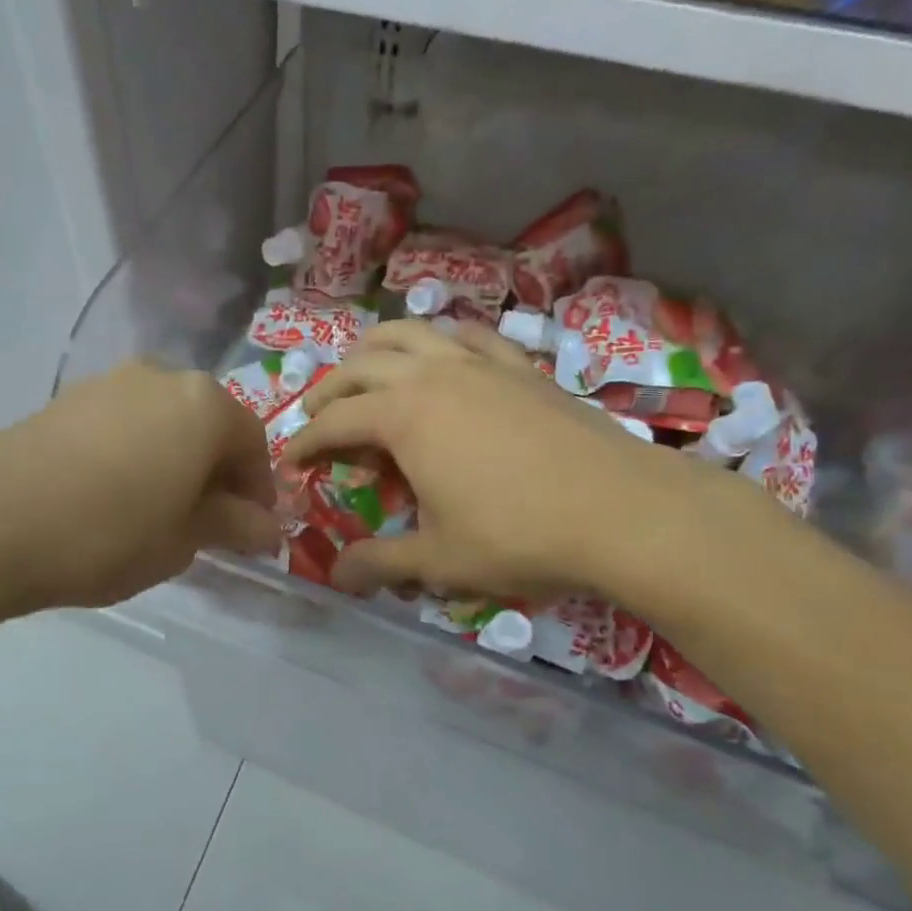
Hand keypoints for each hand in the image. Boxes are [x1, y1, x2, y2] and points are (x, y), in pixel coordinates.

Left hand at [0, 361, 278, 637]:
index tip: (251, 531)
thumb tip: (268, 526)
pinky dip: (137, 452)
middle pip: (209, 424)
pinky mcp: (68, 398)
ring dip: (177, 460)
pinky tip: (116, 494)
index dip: (258, 490)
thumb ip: (232, 525)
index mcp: (204, 404)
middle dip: (217, 472)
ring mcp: (110, 382)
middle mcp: (163, 377)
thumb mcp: (182, 540)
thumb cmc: (106, 534)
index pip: (252, 444)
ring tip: (160, 511)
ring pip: (166, 421)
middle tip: (207, 523)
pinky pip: (125, 422)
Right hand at [282, 321, 760, 619]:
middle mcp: (432, 374)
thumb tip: (335, 576)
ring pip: (411, 334)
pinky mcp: (519, 367)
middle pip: (361, 367)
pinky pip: (469, 336)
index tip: (290, 463)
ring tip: (365, 372)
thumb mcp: (438, 560)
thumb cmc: (518, 535)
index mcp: (402, 416)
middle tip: (317, 418)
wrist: (621, 510)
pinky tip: (445, 357)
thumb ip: (380, 564)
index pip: (334, 422)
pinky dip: (442, 341)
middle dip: (330, 391)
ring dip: (375, 350)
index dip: (305, 442)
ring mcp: (479, 364)